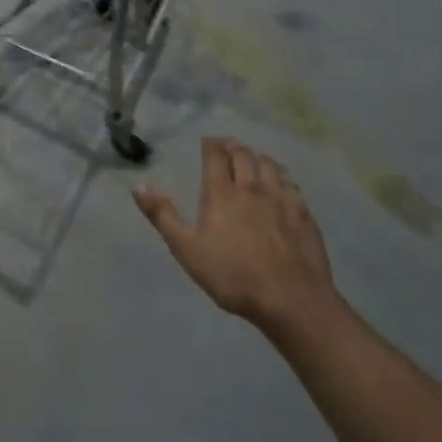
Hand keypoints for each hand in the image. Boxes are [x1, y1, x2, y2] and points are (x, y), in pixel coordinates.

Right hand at [136, 138, 337, 330]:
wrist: (291, 299)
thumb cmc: (233, 276)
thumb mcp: (187, 250)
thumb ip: (163, 216)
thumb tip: (139, 186)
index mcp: (222, 193)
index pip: (215, 156)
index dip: (210, 144)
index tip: (207, 142)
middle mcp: (251, 187)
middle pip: (243, 155)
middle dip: (233, 147)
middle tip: (227, 147)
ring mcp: (281, 198)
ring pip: (268, 164)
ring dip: (257, 156)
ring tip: (252, 158)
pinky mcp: (302, 213)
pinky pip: (290, 183)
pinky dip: (280, 175)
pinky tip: (279, 183)